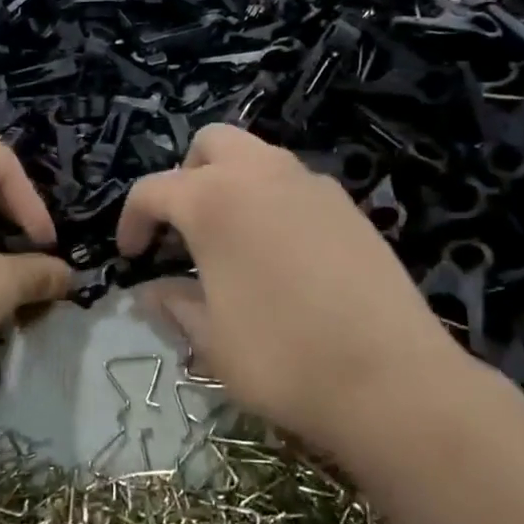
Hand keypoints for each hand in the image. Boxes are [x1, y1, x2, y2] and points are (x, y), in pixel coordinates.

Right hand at [117, 125, 471, 459]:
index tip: (131, 256)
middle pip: (211, 144)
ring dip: (232, 183)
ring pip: (259, 156)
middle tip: (184, 229)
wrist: (392, 379)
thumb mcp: (211, 340)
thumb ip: (174, 304)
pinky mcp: (349, 206)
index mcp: (214, 200)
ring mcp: (312, 184)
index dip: (132, 221)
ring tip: (231, 241)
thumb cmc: (283, 359)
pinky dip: (273, 200)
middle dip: (187, 177)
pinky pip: (296, 184)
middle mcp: (262, 174)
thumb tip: (151, 291)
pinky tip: (281, 254)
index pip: (154, 190)